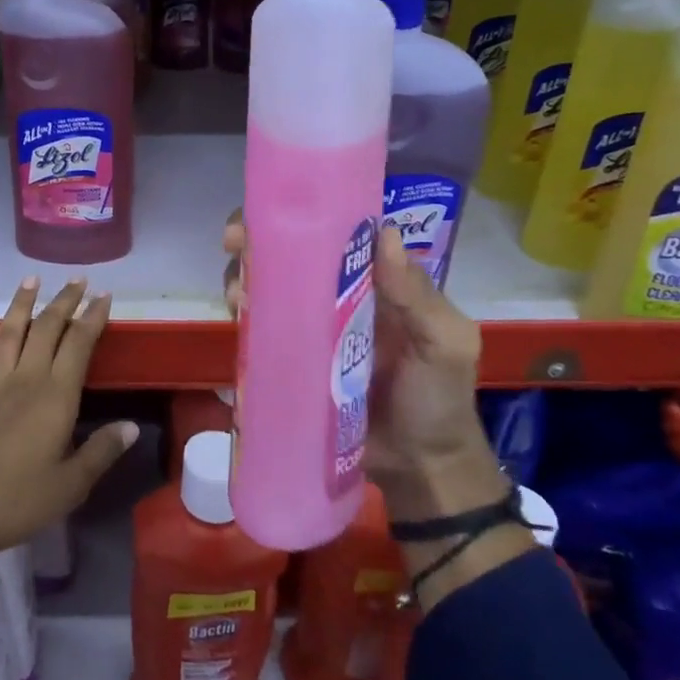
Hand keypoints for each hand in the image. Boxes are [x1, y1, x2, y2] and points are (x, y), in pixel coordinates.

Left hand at [0, 277, 136, 566]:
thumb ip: (102, 450)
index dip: (92, 317)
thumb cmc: (20, 502)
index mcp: (55, 397)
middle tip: (78, 280)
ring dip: (22, 304)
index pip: (78, 345)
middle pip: (46, 329)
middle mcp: (25, 381)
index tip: (104, 296)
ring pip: (10, 333)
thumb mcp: (72, 484)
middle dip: (64, 301)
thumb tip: (132, 426)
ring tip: (32, 280)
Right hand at [223, 214, 501, 521]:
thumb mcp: (445, 344)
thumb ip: (419, 296)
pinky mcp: (290, 360)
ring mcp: (309, 327)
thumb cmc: (438, 398)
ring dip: (244, 278)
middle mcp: (336, 294)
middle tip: (235, 245)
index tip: (272, 212)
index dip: (302, 215)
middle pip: (289, 254)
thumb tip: (384, 233)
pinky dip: (243, 318)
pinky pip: (261, 330)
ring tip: (237, 294)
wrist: (419, 467)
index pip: (335, 231)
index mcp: (374, 280)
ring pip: (268, 287)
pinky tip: (234, 318)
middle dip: (256, 241)